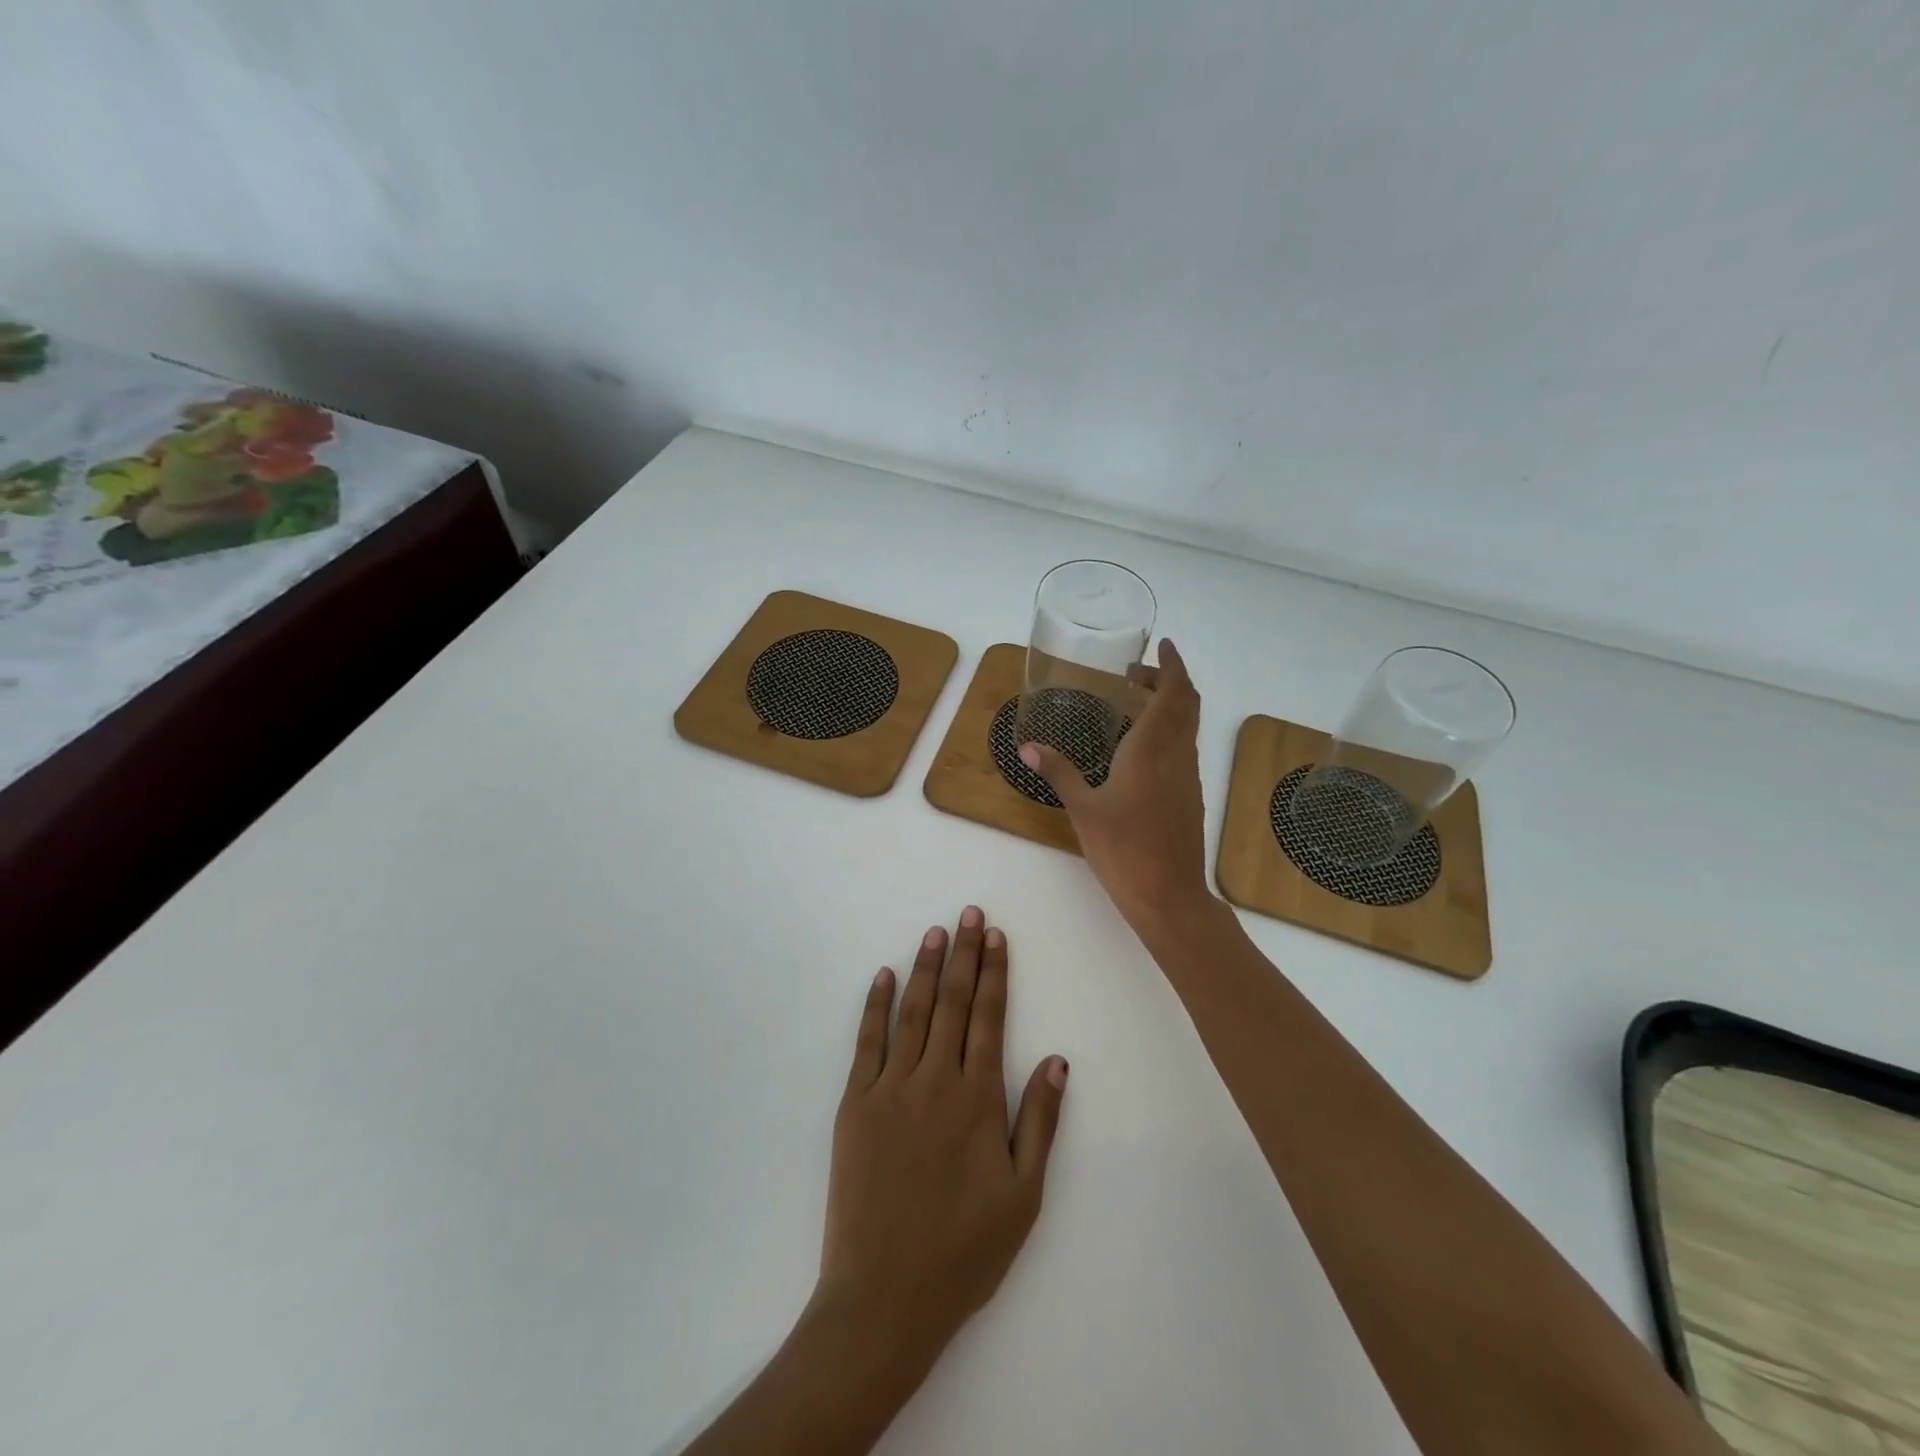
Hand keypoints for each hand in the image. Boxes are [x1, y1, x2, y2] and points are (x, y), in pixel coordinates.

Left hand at [813, 908, 1068, 1372]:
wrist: (883, 1298)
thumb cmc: (963, 1251)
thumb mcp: (1022, 1195)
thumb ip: (1039, 1121)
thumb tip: (1055, 1059)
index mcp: (977, 1099)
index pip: (989, 1018)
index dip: (994, 973)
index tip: (996, 936)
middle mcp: (935, 1080)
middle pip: (952, 1003)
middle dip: (963, 954)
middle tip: (969, 913)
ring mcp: (890, 1088)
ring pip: (913, 1012)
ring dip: (925, 967)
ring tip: (935, 931)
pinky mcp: (855, 1104)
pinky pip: (867, 1042)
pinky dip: (875, 1005)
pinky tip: (883, 976)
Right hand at [1020, 639, 1213, 939]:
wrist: (1169, 896)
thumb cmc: (1124, 849)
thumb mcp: (1083, 809)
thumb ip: (1059, 772)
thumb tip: (1028, 746)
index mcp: (1152, 749)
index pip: (1174, 693)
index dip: (1172, 664)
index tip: (1162, 645)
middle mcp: (1176, 755)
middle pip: (1187, 703)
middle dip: (1169, 679)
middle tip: (1138, 672)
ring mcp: (1187, 776)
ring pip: (1188, 726)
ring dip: (1170, 705)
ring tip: (1135, 702)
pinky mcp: (1189, 796)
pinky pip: (1183, 748)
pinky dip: (1168, 731)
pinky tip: (1140, 747)